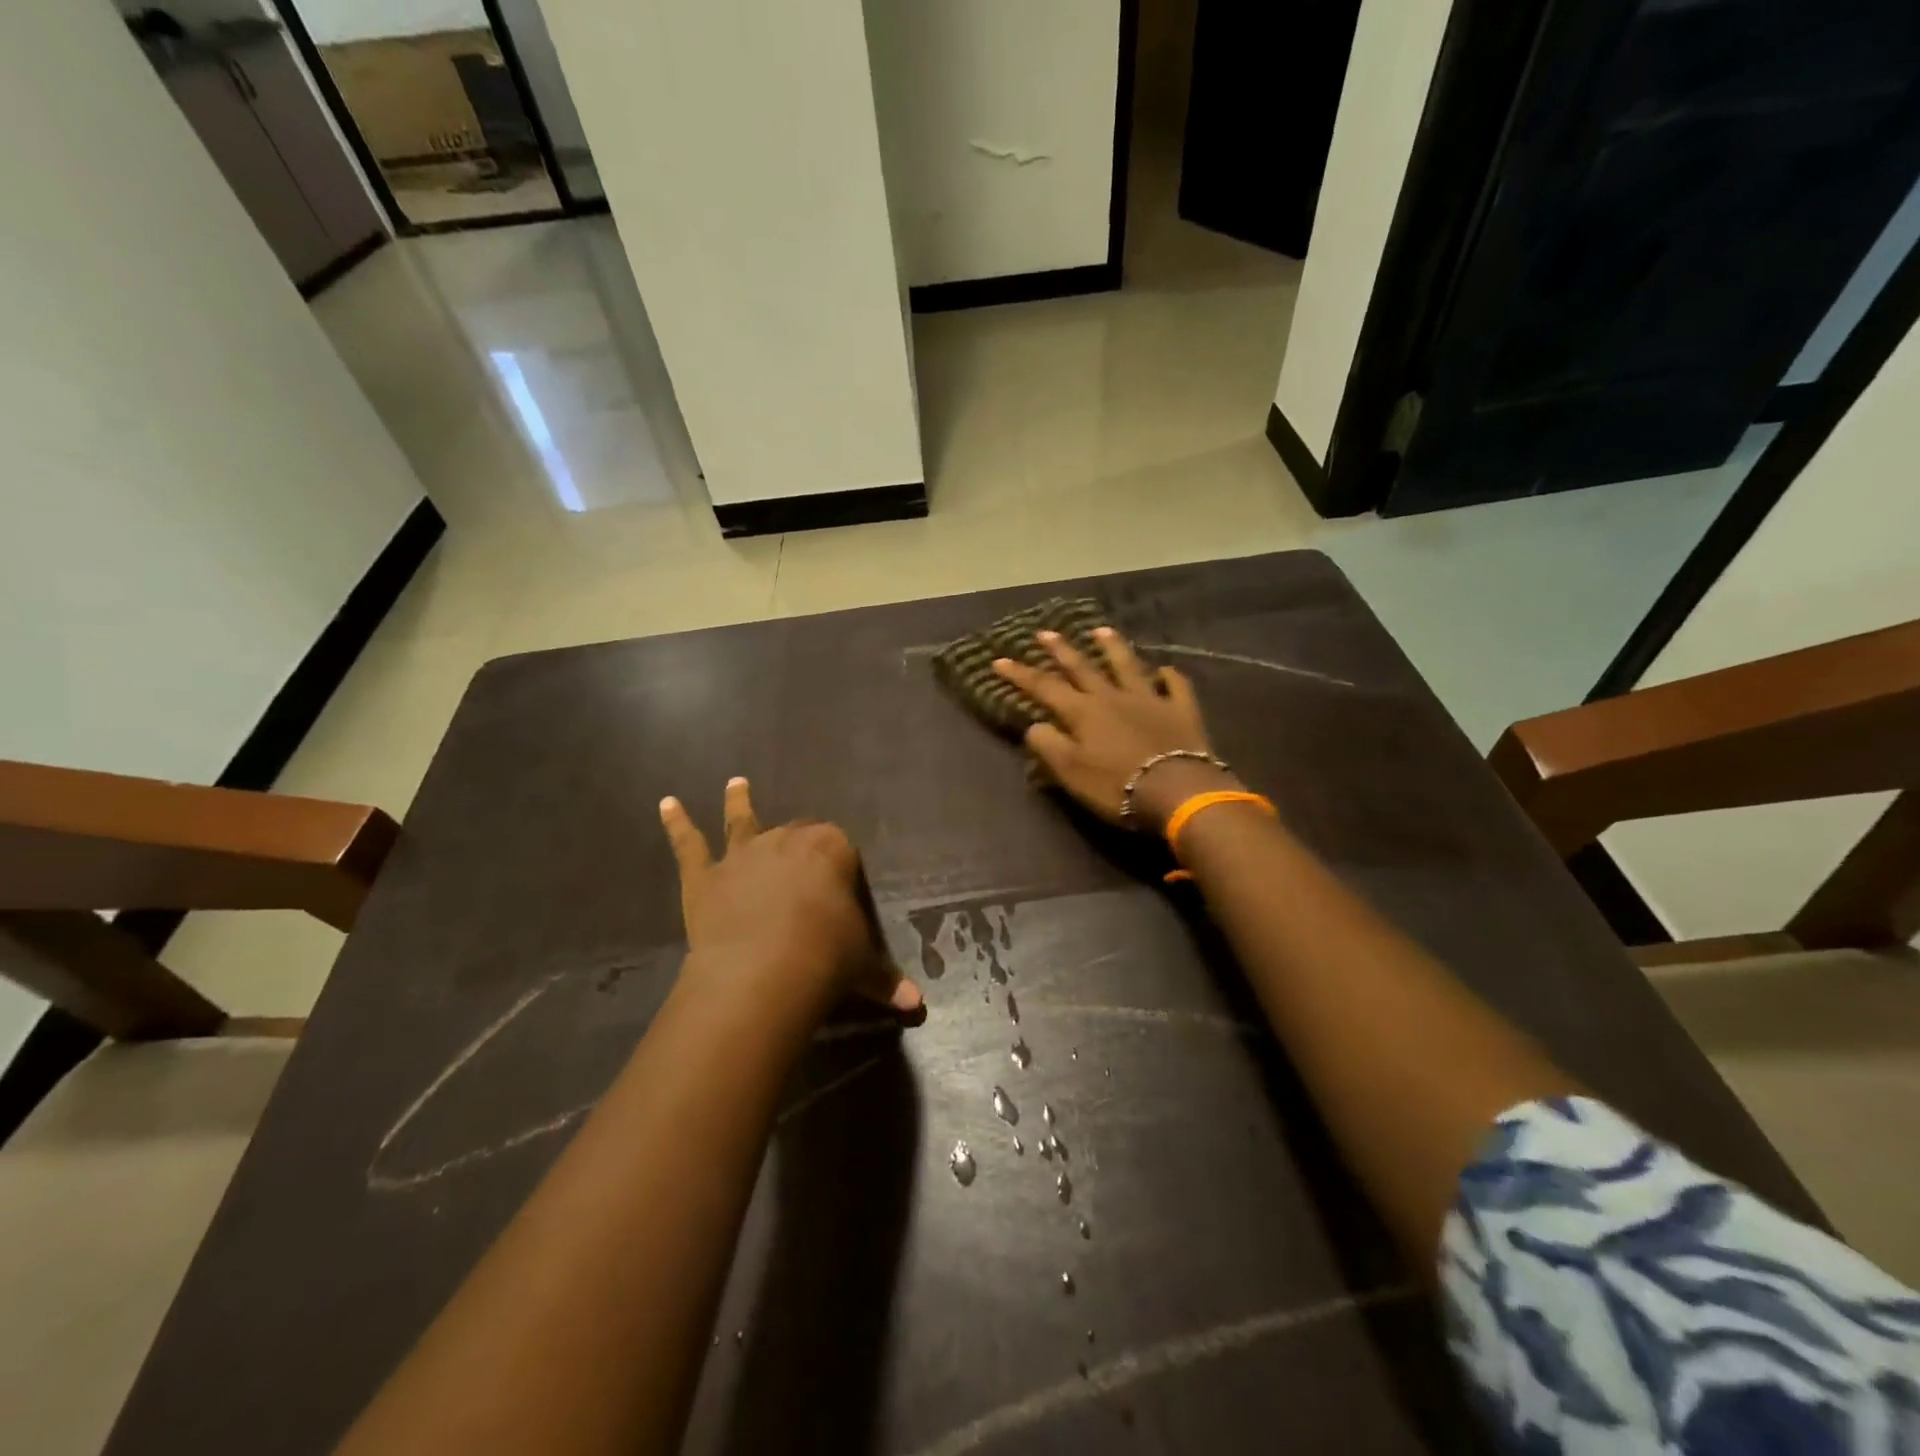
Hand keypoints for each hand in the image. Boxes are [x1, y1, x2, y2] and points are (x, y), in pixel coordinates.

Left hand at [659, 778, 921, 1019]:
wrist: (763, 973)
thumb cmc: (825, 959)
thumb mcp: (863, 967)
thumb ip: (886, 979)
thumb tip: (916, 1005)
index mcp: (831, 851)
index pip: (840, 847)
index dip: (840, 865)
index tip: (842, 885)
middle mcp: (787, 841)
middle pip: (796, 833)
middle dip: (800, 842)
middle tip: (801, 857)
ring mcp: (742, 855)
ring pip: (741, 821)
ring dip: (739, 802)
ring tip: (735, 782)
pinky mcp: (705, 876)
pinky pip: (689, 844)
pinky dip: (677, 824)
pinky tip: (666, 804)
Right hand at [991, 627, 1237, 831]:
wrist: (1177, 791)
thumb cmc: (1116, 785)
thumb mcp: (1070, 772)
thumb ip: (1048, 745)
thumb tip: (1034, 725)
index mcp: (1083, 712)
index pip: (1044, 687)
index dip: (1020, 674)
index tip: (999, 660)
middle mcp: (1113, 697)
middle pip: (1083, 668)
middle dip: (1061, 650)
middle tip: (1045, 632)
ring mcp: (1150, 699)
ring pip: (1127, 666)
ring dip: (1112, 647)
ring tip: (1100, 630)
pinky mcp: (1181, 710)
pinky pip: (1175, 686)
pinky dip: (1168, 676)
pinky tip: (1164, 670)